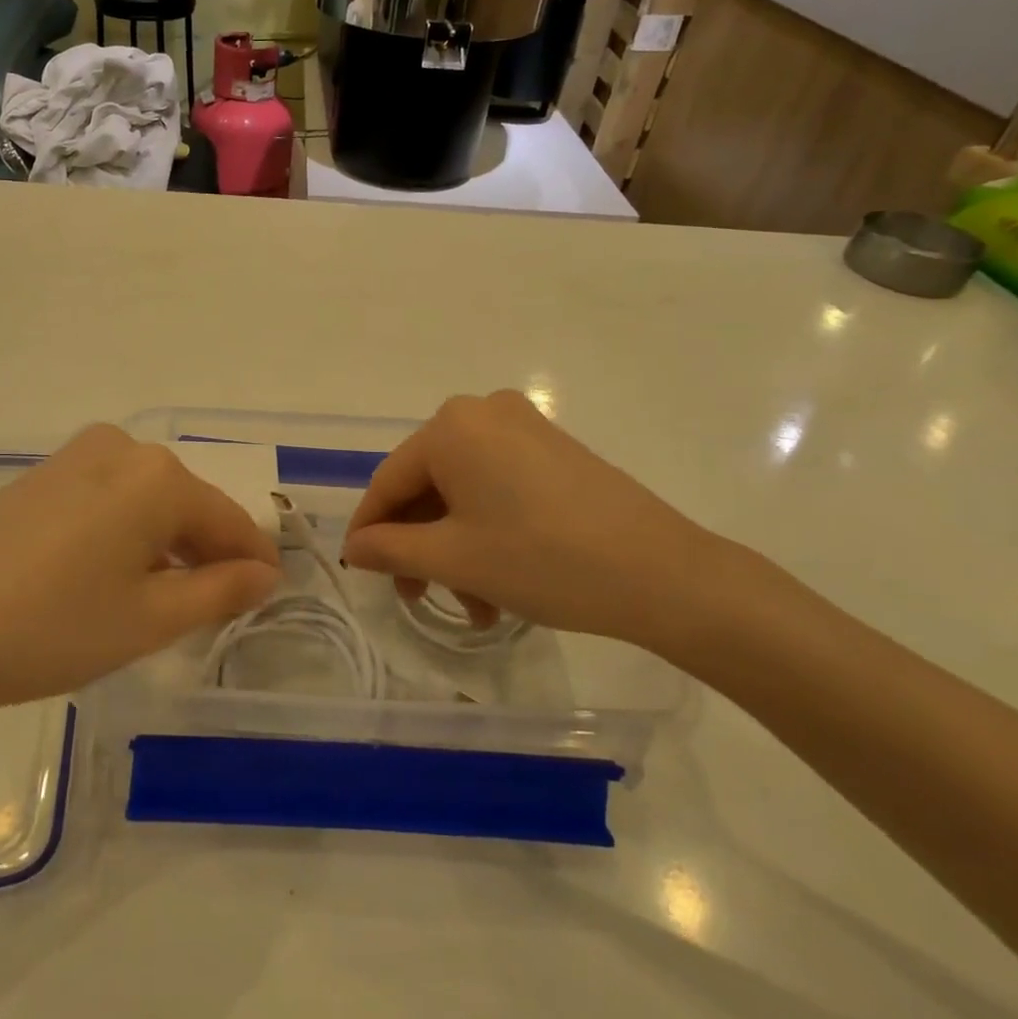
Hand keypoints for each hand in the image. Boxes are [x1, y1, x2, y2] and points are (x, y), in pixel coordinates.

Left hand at [0, 426, 280, 746]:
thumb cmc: (51, 627)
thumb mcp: (149, 620)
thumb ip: (219, 592)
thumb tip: (265, 573)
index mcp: (158, 476)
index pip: (228, 518)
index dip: (254, 559)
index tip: (271, 593)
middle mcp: (121, 449)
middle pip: (187, 504)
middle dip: (207, 552)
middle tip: (215, 607)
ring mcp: (74, 457)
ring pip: (146, 501)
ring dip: (166, 544)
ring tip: (164, 601)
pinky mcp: (39, 476)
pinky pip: (108, 499)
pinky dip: (125, 534)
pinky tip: (110, 577)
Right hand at [343, 391, 752, 651]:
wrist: (663, 574)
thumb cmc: (542, 560)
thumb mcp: (454, 559)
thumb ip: (390, 549)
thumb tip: (354, 547)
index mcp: (450, 427)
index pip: (389, 481)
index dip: (369, 530)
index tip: (360, 572)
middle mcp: (483, 412)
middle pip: (427, 485)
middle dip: (421, 547)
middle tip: (421, 597)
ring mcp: (524, 426)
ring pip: (463, 491)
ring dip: (456, 547)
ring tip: (476, 606)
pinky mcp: (554, 449)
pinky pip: (498, 485)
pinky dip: (486, 529)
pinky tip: (498, 577)